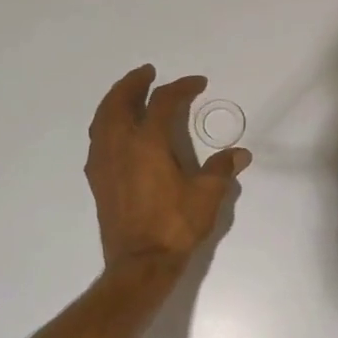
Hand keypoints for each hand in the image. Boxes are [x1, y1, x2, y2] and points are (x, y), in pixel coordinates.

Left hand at [86, 66, 251, 270]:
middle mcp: (120, 146)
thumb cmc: (175, 226)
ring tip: (128, 95)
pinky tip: (116, 132)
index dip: (181, 88)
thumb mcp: (207, 195)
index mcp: (148, 143)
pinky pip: (97, 140)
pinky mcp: (97, 180)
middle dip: (134, 83)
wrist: (140, 263)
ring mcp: (104, 163)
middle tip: (147, 74)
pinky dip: (106, 124)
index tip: (198, 83)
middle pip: (120, 102)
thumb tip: (239, 154)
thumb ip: (221, 169)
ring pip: (102, 119)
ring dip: (115, 101)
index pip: (163, 102)